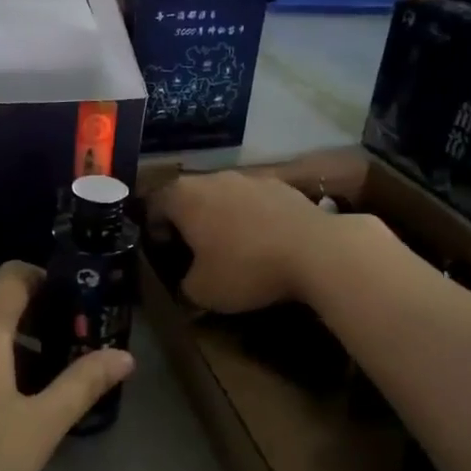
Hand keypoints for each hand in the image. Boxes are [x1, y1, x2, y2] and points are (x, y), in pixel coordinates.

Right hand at [149, 170, 341, 313]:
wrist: (316, 251)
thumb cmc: (246, 268)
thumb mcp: (203, 292)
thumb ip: (184, 287)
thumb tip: (187, 286)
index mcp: (183, 196)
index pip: (154, 206)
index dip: (154, 230)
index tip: (164, 252)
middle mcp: (213, 178)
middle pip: (189, 196)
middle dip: (189, 221)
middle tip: (194, 251)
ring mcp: (250, 178)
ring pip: (224, 197)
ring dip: (222, 217)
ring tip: (233, 247)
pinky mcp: (282, 185)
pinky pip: (255, 201)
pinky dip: (253, 218)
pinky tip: (265, 243)